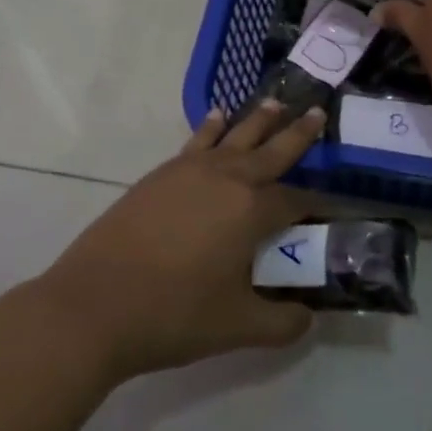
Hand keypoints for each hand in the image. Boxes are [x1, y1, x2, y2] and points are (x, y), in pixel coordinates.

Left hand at [33, 103, 324, 380]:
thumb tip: (307, 318)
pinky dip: (212, 127)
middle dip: (297, 134)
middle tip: (317, 112)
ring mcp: (190, 171)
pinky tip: (218, 117)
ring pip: (234, 136)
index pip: (296, 201)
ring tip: (276, 103)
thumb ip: (282, 323)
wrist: (96, 303)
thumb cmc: (173, 314)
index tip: (336, 205)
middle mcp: (227, 179)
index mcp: (251, 210)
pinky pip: (197, 141)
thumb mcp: (238, 328)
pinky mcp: (161, 175)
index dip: (319, 205)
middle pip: (271, 151)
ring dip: (258, 120)